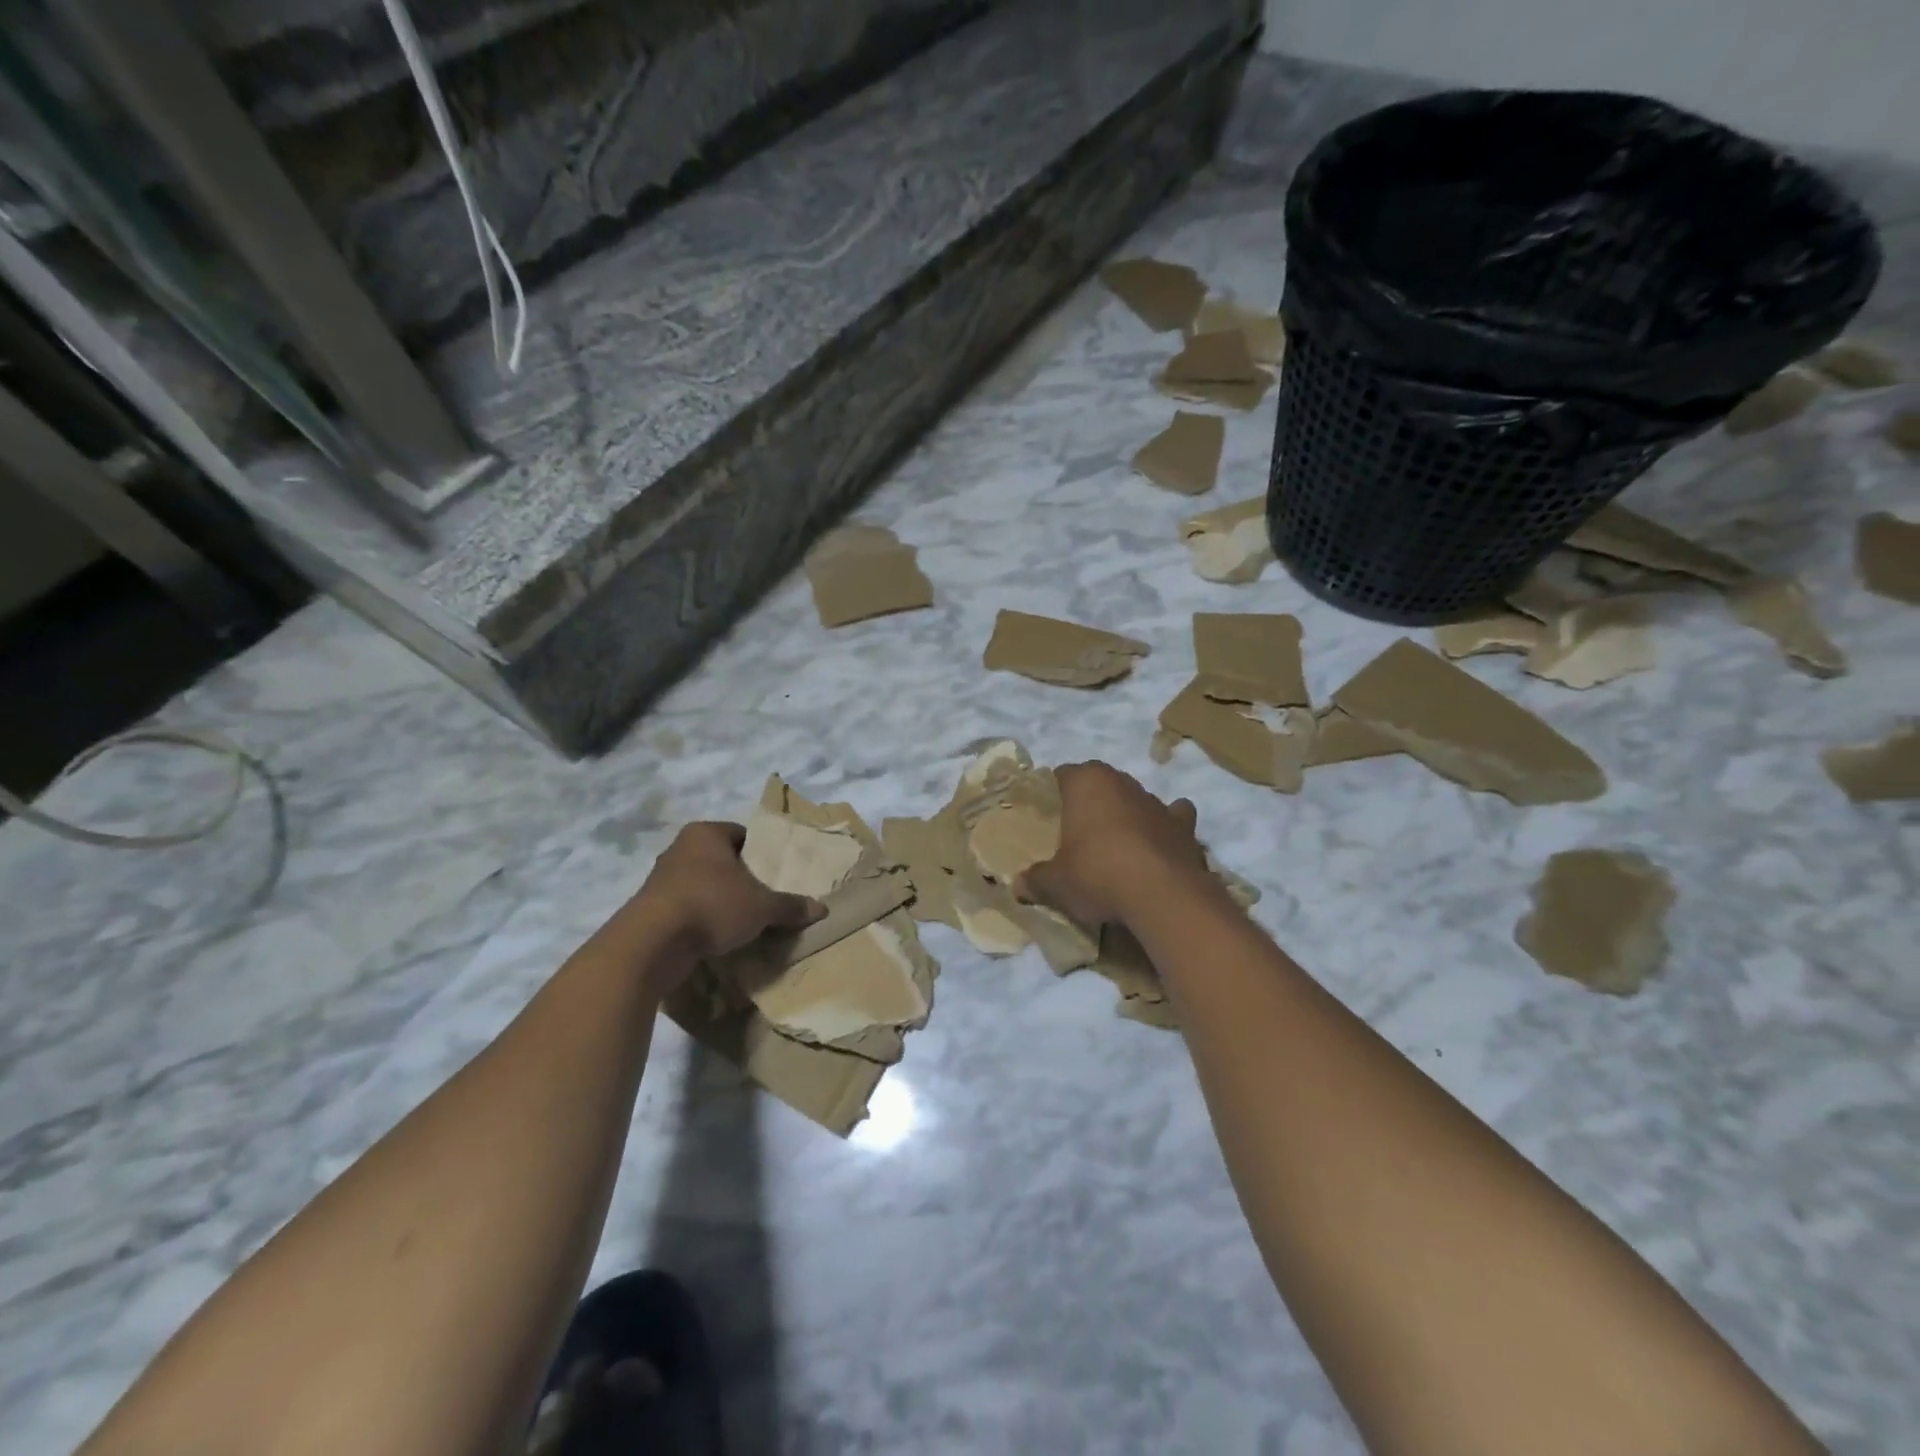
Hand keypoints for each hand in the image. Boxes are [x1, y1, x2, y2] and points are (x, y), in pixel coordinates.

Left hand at [598, 823, 822, 990]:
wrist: (652, 943)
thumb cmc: (712, 905)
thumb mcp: (761, 907)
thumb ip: (789, 906)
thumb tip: (821, 909)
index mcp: (705, 833)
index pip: (741, 835)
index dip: (760, 853)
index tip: (775, 874)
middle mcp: (679, 849)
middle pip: (720, 860)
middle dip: (740, 879)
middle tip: (764, 898)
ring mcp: (660, 880)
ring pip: (701, 885)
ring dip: (719, 902)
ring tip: (743, 922)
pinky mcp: (649, 910)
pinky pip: (685, 910)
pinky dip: (700, 921)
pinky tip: (716, 939)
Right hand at [1017, 762, 1211, 930]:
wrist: (1162, 896)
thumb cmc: (1097, 875)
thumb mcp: (1056, 883)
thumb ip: (1036, 880)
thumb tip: (1018, 886)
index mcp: (1087, 782)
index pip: (1063, 775)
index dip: (1054, 793)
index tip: (1048, 815)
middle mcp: (1123, 782)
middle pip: (1101, 784)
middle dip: (1091, 802)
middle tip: (1077, 832)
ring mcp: (1157, 802)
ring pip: (1136, 799)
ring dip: (1127, 814)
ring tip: (1116, 844)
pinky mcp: (1185, 826)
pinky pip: (1173, 818)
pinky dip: (1166, 827)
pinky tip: (1158, 845)